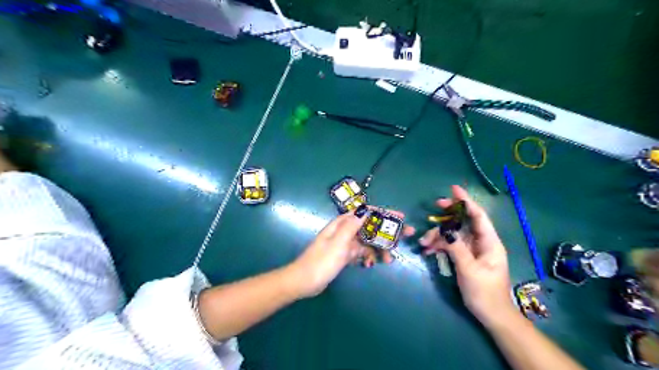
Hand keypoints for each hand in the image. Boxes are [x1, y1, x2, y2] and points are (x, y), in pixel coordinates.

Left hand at [292, 207, 409, 298]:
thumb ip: (351, 226)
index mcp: (342, 224)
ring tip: (388, 259)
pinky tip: (372, 264)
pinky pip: (361, 253)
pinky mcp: (345, 255)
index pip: (365, 212)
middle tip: (405, 237)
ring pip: (367, 241)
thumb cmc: (321, 261)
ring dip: (379, 248)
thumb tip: (366, 210)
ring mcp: (345, 243)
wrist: (304, 282)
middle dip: (387, 232)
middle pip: (370, 226)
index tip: (400, 217)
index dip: (383, 213)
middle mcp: (345, 231)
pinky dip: (368, 257)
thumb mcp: (338, 243)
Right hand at [422, 186, 519, 327]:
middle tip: (434, 208)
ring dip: (438, 235)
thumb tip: (445, 231)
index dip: (466, 201)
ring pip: (453, 234)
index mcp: (489, 243)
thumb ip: (457, 248)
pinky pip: (450, 245)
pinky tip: (428, 251)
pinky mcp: (464, 257)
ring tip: (424, 243)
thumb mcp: (469, 270)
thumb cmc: (485, 293)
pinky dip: (439, 246)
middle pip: (464, 221)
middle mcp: (481, 242)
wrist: (491, 315)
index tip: (454, 189)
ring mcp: (472, 250)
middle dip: (449, 215)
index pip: (478, 216)